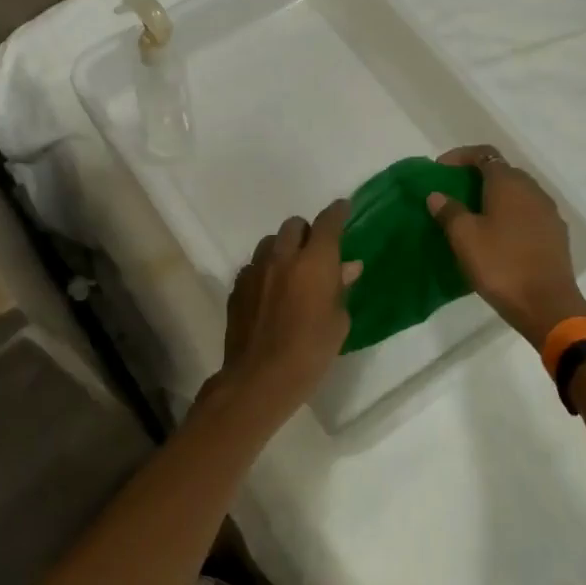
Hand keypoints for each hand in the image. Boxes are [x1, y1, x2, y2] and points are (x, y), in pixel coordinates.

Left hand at [214, 199, 361, 417]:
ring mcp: (255, 269)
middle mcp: (283, 256)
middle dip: (307, 232)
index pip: (327, 222)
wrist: (260, 376)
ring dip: (284, 248)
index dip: (337, 212)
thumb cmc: (311, 351)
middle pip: (294, 225)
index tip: (343, 208)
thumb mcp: (338, 321)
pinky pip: (254, 265)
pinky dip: (266, 270)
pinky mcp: (237, 286)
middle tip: (316, 251)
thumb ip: (340, 288)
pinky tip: (270, 290)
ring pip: (270, 242)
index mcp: (314, 261)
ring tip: (291, 270)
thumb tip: (347, 267)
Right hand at [427, 145, 585, 350]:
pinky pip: (528, 212)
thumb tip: (438, 195)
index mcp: (509, 184)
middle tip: (453, 192)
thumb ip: (449, 211)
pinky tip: (497, 235)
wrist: (546, 305)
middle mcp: (533, 190)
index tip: (439, 169)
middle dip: (477, 176)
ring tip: (473, 214)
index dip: (460, 156)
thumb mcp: (464, 238)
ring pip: (517, 193)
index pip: (484, 154)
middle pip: (502, 171)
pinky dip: (509, 214)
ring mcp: (548, 212)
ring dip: (494, 196)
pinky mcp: (555, 234)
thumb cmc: (500, 265)